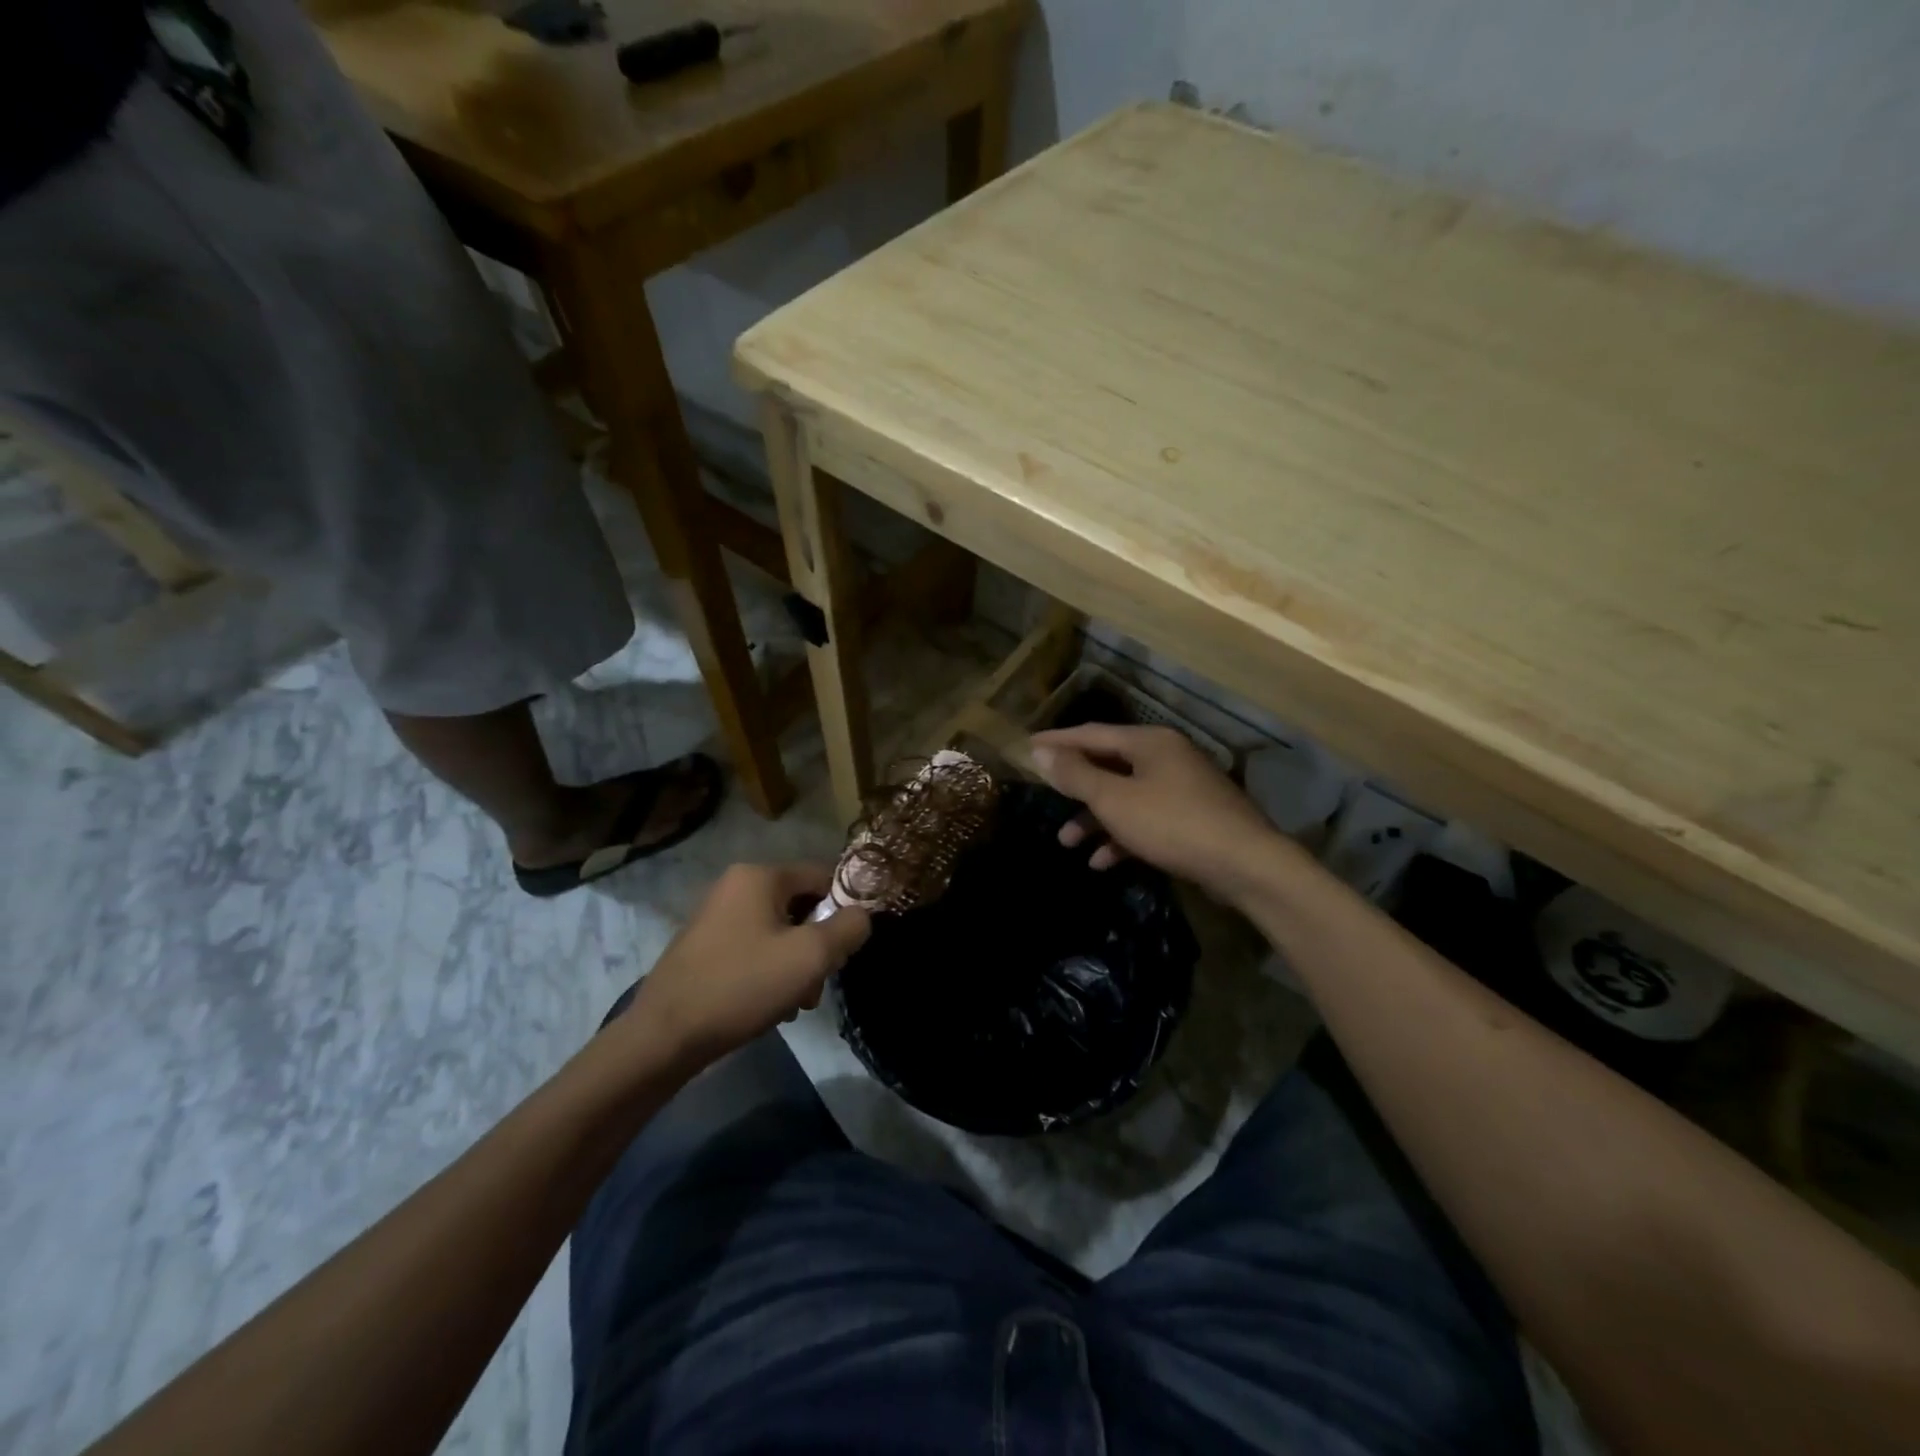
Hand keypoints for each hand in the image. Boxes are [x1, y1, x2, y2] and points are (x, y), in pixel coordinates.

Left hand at [626, 863, 871, 1067]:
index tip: (846, 949)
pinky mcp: (704, 945)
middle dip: (818, 945)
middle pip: (801, 906)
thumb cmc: (742, 986)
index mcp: (759, 876)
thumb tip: (862, 915)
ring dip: (796, 964)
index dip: (844, 909)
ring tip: (796, 1004)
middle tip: (819, 984)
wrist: (664, 1037)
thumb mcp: (810, 957)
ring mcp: (716, 915)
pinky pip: (754, 947)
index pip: (823, 876)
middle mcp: (736, 885)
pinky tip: (771, 1005)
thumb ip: (848, 928)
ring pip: (779, 931)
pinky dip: (770, 971)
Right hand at [1029, 723, 1294, 899]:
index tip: (1029, 747)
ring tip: (1067, 842)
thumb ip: (1076, 775)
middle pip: (1109, 765)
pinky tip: (1102, 862)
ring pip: (1126, 797)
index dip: (1058, 741)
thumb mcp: (1115, 800)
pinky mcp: (1191, 818)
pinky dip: (1122, 836)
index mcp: (1149, 742)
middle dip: (1076, 788)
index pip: (1092, 734)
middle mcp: (1166, 757)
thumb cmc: (1172, 824)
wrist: (1245, 865)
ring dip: (1095, 818)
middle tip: (1045, 797)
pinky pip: (1146, 820)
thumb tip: (1041, 752)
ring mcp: (1182, 788)